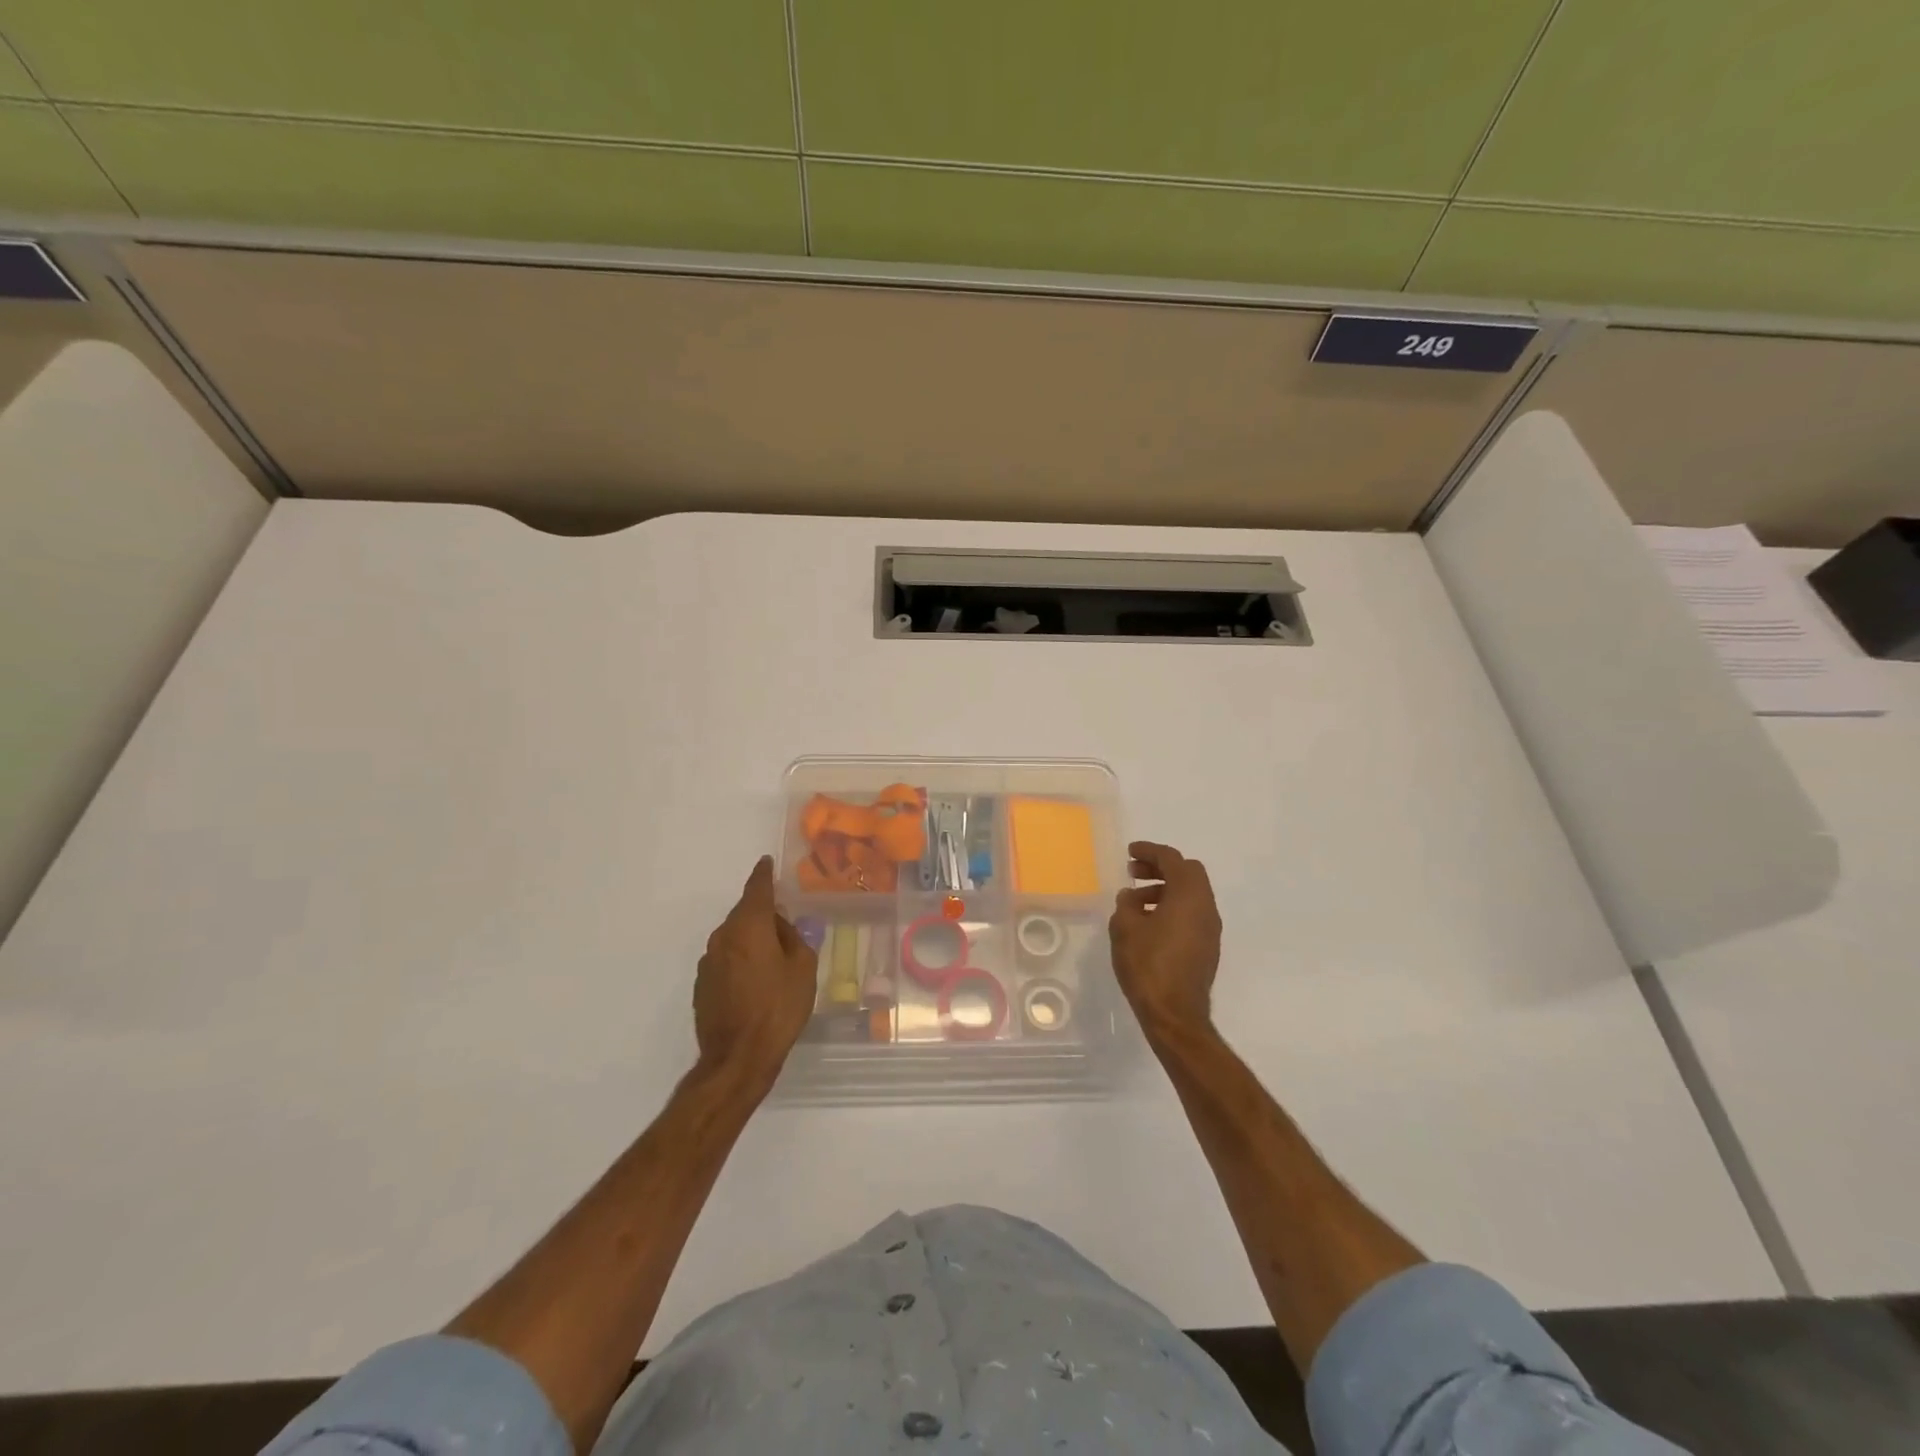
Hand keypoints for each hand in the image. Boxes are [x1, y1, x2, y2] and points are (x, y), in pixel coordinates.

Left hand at [693, 857, 816, 1091]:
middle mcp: (723, 937)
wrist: (737, 1058)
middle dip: (764, 915)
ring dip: (752, 940)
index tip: (766, 862)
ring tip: (774, 959)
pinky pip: (726, 960)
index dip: (764, 874)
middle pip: (745, 914)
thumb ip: (795, 939)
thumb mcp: (803, 969)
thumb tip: (782, 928)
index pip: (757, 889)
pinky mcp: (702, 985)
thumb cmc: (778, 1008)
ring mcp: (708, 962)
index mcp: (749, 926)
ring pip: (734, 938)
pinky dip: (741, 961)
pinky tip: (756, 982)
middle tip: (786, 926)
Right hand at [1109, 841, 1220, 1039]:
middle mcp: (1206, 907)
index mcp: (1189, 896)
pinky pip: (1191, 914)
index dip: (1150, 851)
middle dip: (1160, 868)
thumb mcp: (1125, 928)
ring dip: (1165, 889)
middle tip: (1133, 872)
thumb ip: (1127, 904)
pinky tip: (1148, 924)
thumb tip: (1132, 897)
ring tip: (1135, 902)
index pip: (1172, 859)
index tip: (1130, 851)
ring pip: (1190, 895)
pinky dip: (1171, 908)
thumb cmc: (1148, 965)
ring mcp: (1210, 929)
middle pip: (1188, 873)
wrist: (1175, 1015)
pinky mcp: (1207, 948)